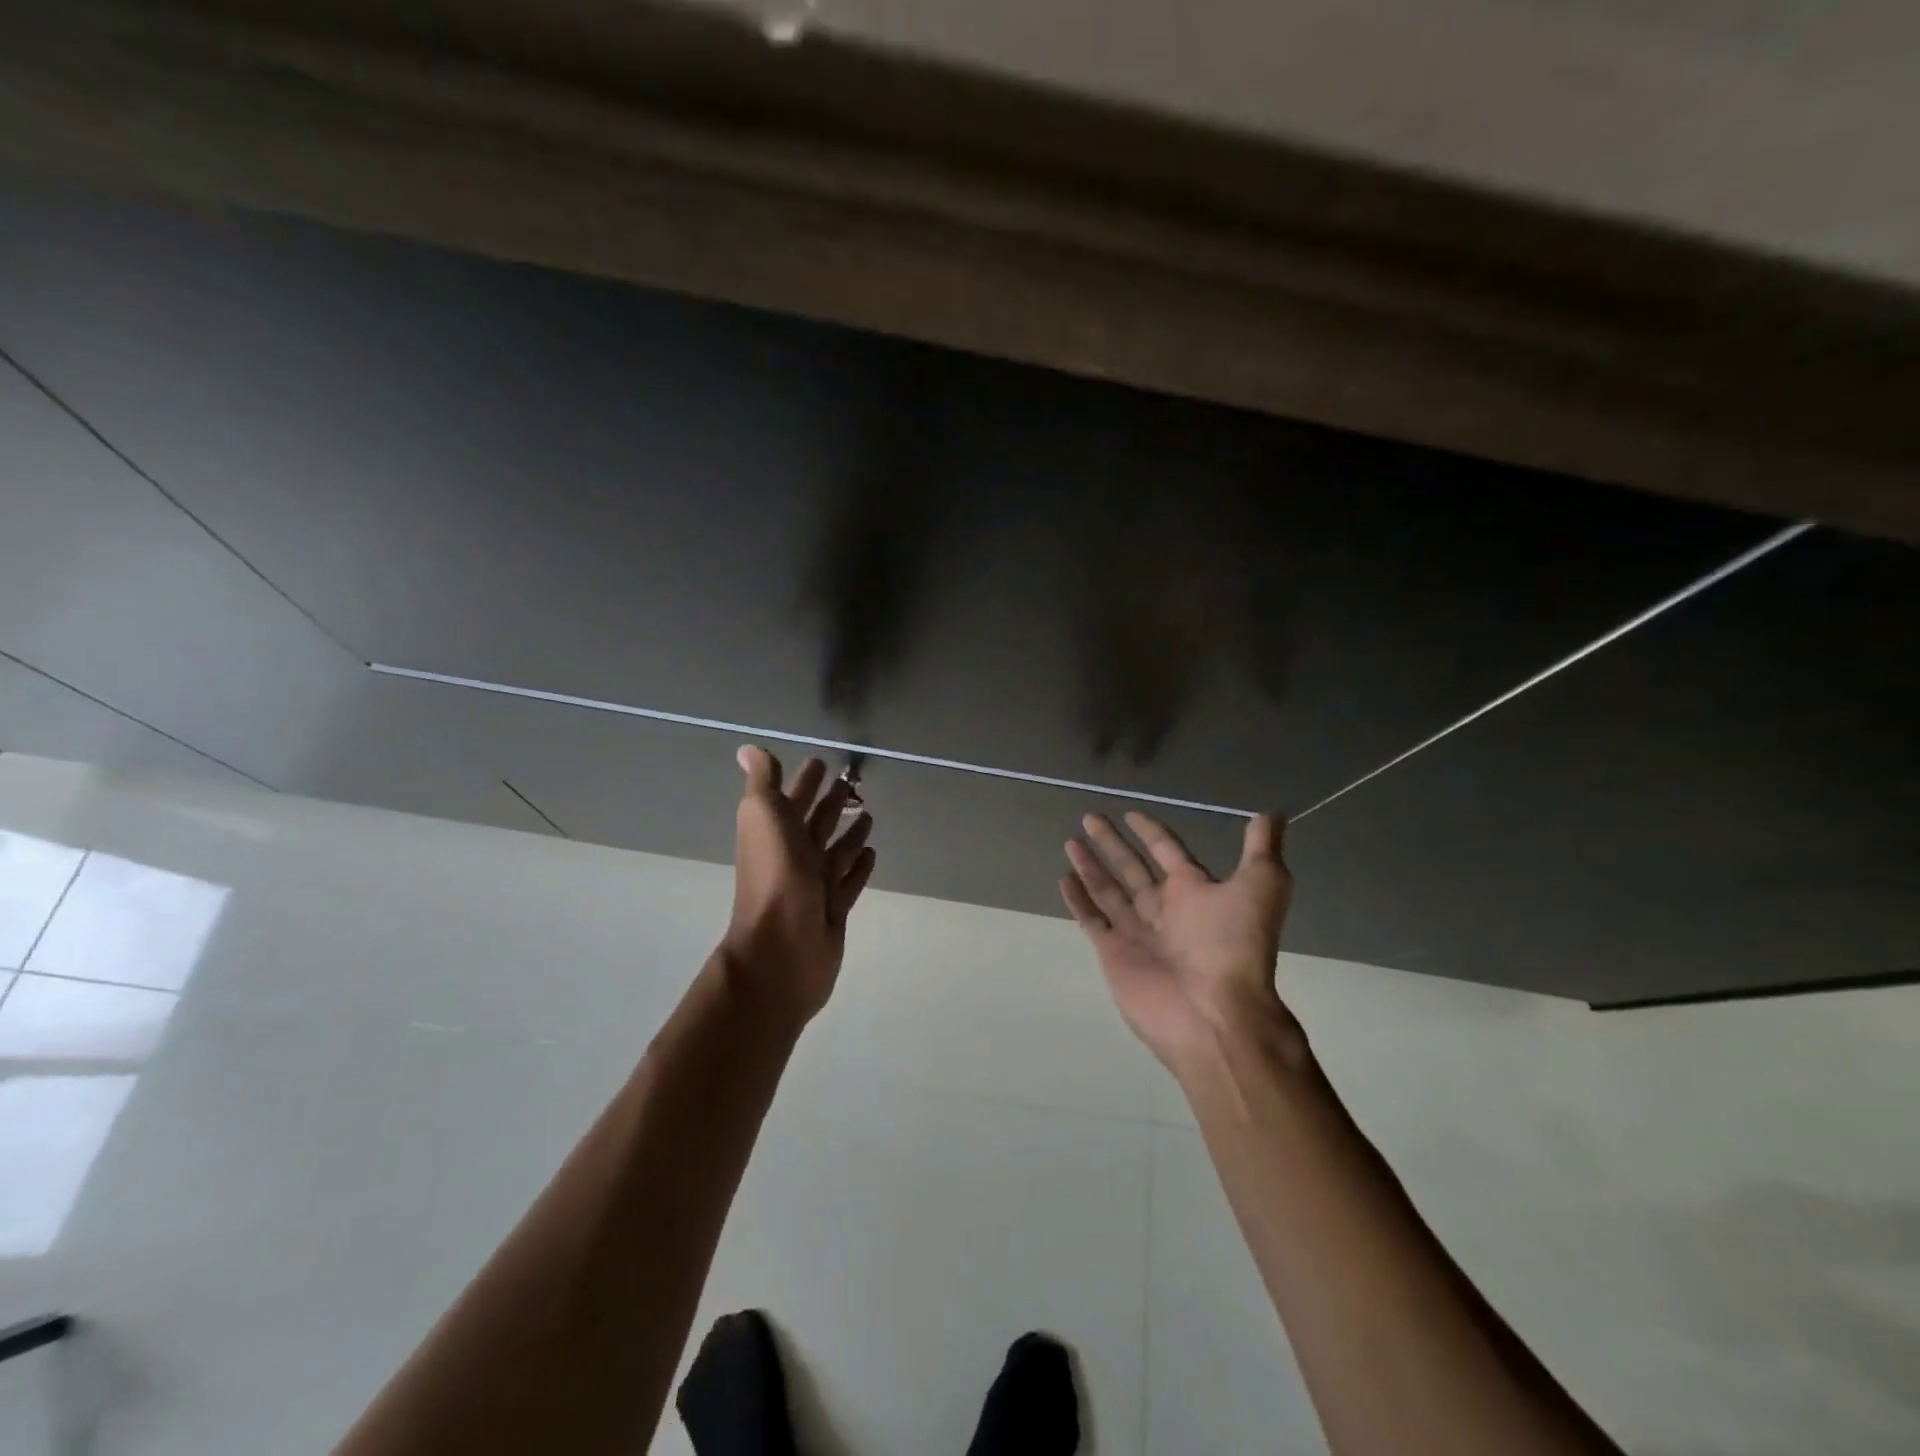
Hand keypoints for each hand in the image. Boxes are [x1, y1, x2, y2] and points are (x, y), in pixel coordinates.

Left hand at [721, 746, 875, 1022]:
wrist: (782, 949)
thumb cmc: (775, 877)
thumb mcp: (764, 818)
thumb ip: (763, 783)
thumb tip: (748, 749)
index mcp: (775, 832)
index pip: (792, 798)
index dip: (804, 780)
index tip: (821, 762)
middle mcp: (794, 855)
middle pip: (816, 822)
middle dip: (831, 801)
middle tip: (853, 782)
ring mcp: (815, 884)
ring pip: (836, 850)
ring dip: (850, 832)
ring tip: (869, 813)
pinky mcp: (834, 908)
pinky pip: (850, 881)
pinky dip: (859, 866)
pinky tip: (872, 853)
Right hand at [1061, 810, 1297, 1071]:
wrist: (1213, 1011)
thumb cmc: (1234, 944)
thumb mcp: (1261, 886)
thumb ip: (1262, 848)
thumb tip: (1272, 812)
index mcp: (1195, 891)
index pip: (1168, 852)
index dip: (1151, 832)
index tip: (1132, 814)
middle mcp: (1165, 909)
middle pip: (1132, 868)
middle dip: (1112, 843)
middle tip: (1089, 817)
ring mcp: (1137, 931)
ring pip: (1108, 890)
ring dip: (1091, 866)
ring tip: (1070, 841)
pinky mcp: (1114, 952)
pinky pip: (1093, 919)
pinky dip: (1079, 900)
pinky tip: (1065, 878)